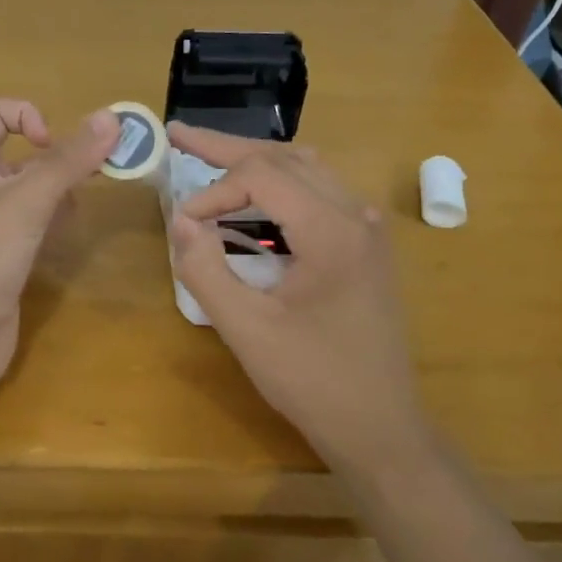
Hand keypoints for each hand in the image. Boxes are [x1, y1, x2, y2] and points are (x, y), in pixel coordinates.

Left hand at [0, 98, 119, 396]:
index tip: (53, 147)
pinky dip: (52, 220)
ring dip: (60, 190)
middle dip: (58, 159)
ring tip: (81, 206)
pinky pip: (32, 222)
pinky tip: (67, 233)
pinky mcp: (2, 254)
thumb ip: (69, 159)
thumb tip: (111, 117)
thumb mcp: (28, 200)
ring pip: (30, 190)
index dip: (28, 117)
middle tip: (94, 173)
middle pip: (20, 152)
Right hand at [166, 122, 421, 470]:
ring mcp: (367, 228)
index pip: (262, 176)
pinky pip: (321, 192)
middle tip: (181, 135)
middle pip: (286, 157)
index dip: (213, 191)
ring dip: (257, 162)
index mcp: (333, 230)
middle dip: (229, 149)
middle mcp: (357, 214)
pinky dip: (280, 185)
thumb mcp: (246, 330)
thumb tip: (180, 220)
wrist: (380, 426)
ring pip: (307, 168)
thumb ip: (205, 270)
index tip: (182, 224)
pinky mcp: (366, 245)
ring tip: (210, 158)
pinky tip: (253, 198)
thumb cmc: (313, 381)